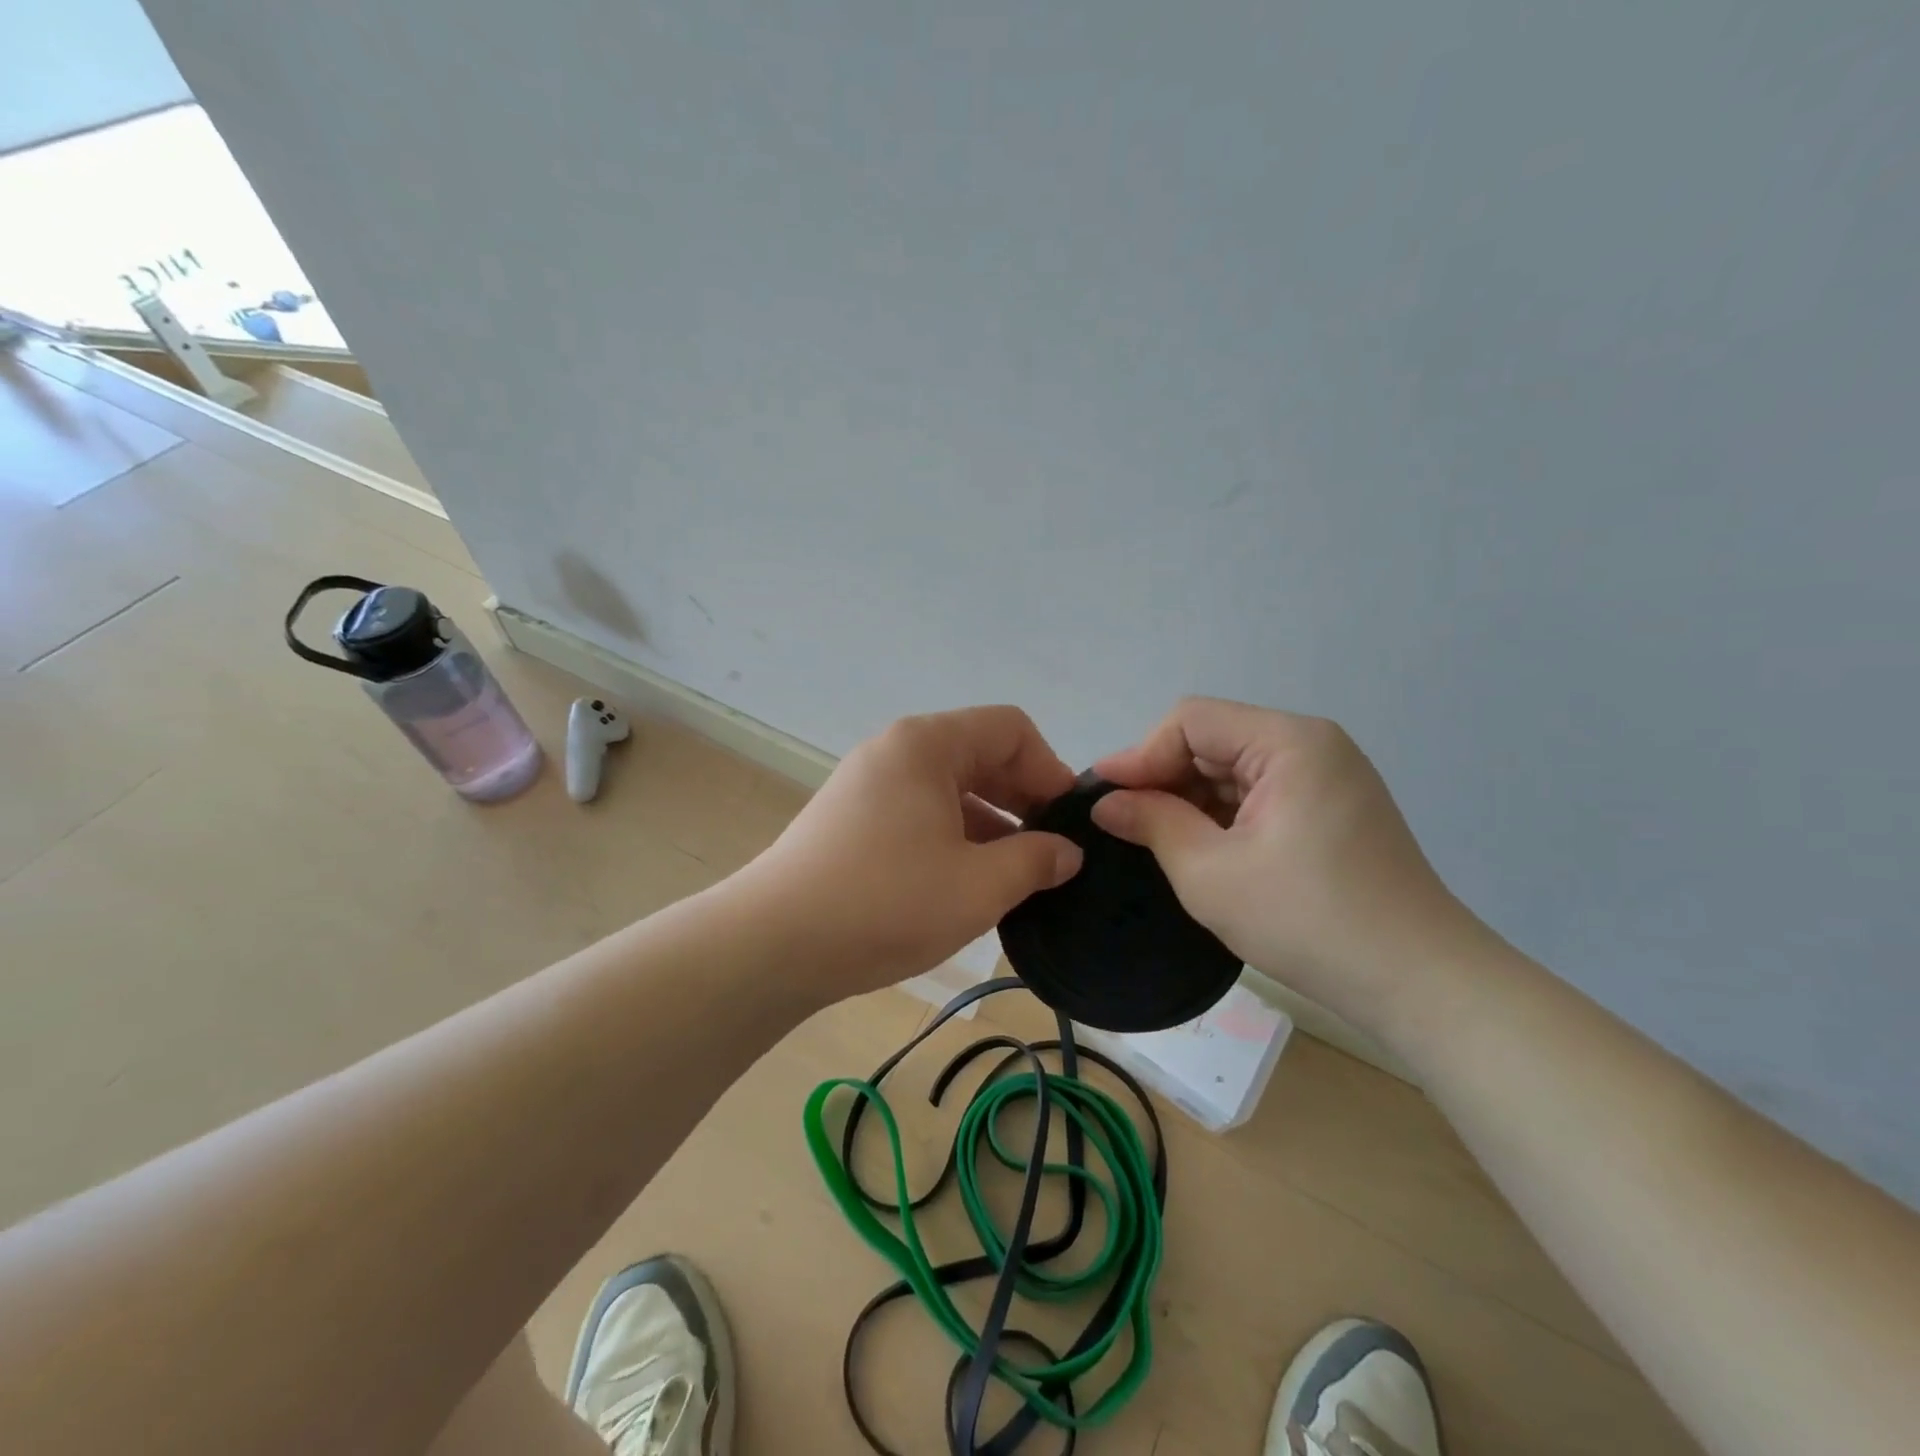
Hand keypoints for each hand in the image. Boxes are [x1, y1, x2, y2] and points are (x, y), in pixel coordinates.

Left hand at [745, 706, 1083, 999]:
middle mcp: (896, 750)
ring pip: (950, 788)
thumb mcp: (978, 886)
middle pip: (979, 754)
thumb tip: (1067, 852)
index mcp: (927, 745)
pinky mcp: (852, 819)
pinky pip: (920, 812)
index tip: (1067, 824)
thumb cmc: (886, 903)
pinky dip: (954, 837)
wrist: (773, 944)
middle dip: (1023, 799)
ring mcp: (869, 784)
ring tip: (1015, 876)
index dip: (1050, 770)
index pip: (1010, 729)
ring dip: (990, 824)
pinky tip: (967, 883)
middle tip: (1050, 854)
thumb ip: (1035, 861)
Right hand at [1091, 697, 1485, 1035]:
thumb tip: (1106, 801)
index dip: (1140, 754)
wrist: (1418, 983)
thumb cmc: (1308, 920)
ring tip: (1152, 838)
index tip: (1101, 796)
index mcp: (1289, 742)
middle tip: (1121, 822)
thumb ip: (1152, 822)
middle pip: (1213, 740)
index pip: (1191, 721)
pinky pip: (1259, 794)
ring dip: (1190, 799)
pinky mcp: (1332, 809)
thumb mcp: (1210, 873)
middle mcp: (1311, 745)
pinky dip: (1222, 815)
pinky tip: (1198, 847)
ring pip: (1233, 769)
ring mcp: (1327, 777)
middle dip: (1163, 778)